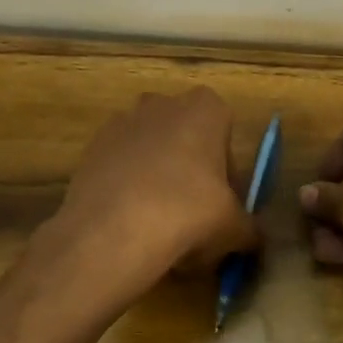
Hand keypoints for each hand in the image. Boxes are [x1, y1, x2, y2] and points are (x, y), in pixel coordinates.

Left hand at [51, 88, 260, 295]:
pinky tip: (130, 225)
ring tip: (158, 224)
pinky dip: (126, 188)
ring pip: (150, 150)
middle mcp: (162, 104)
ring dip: (157, 177)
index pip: (225, 129)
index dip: (226, 166)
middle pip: (185, 136)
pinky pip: (119, 167)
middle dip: (190, 167)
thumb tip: (253, 238)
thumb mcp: (234, 228)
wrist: (111, 232)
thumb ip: (249, 229)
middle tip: (194, 211)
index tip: (223, 198)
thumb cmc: (189, 213)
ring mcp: (121, 123)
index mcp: (204, 108)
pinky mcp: (90, 149)